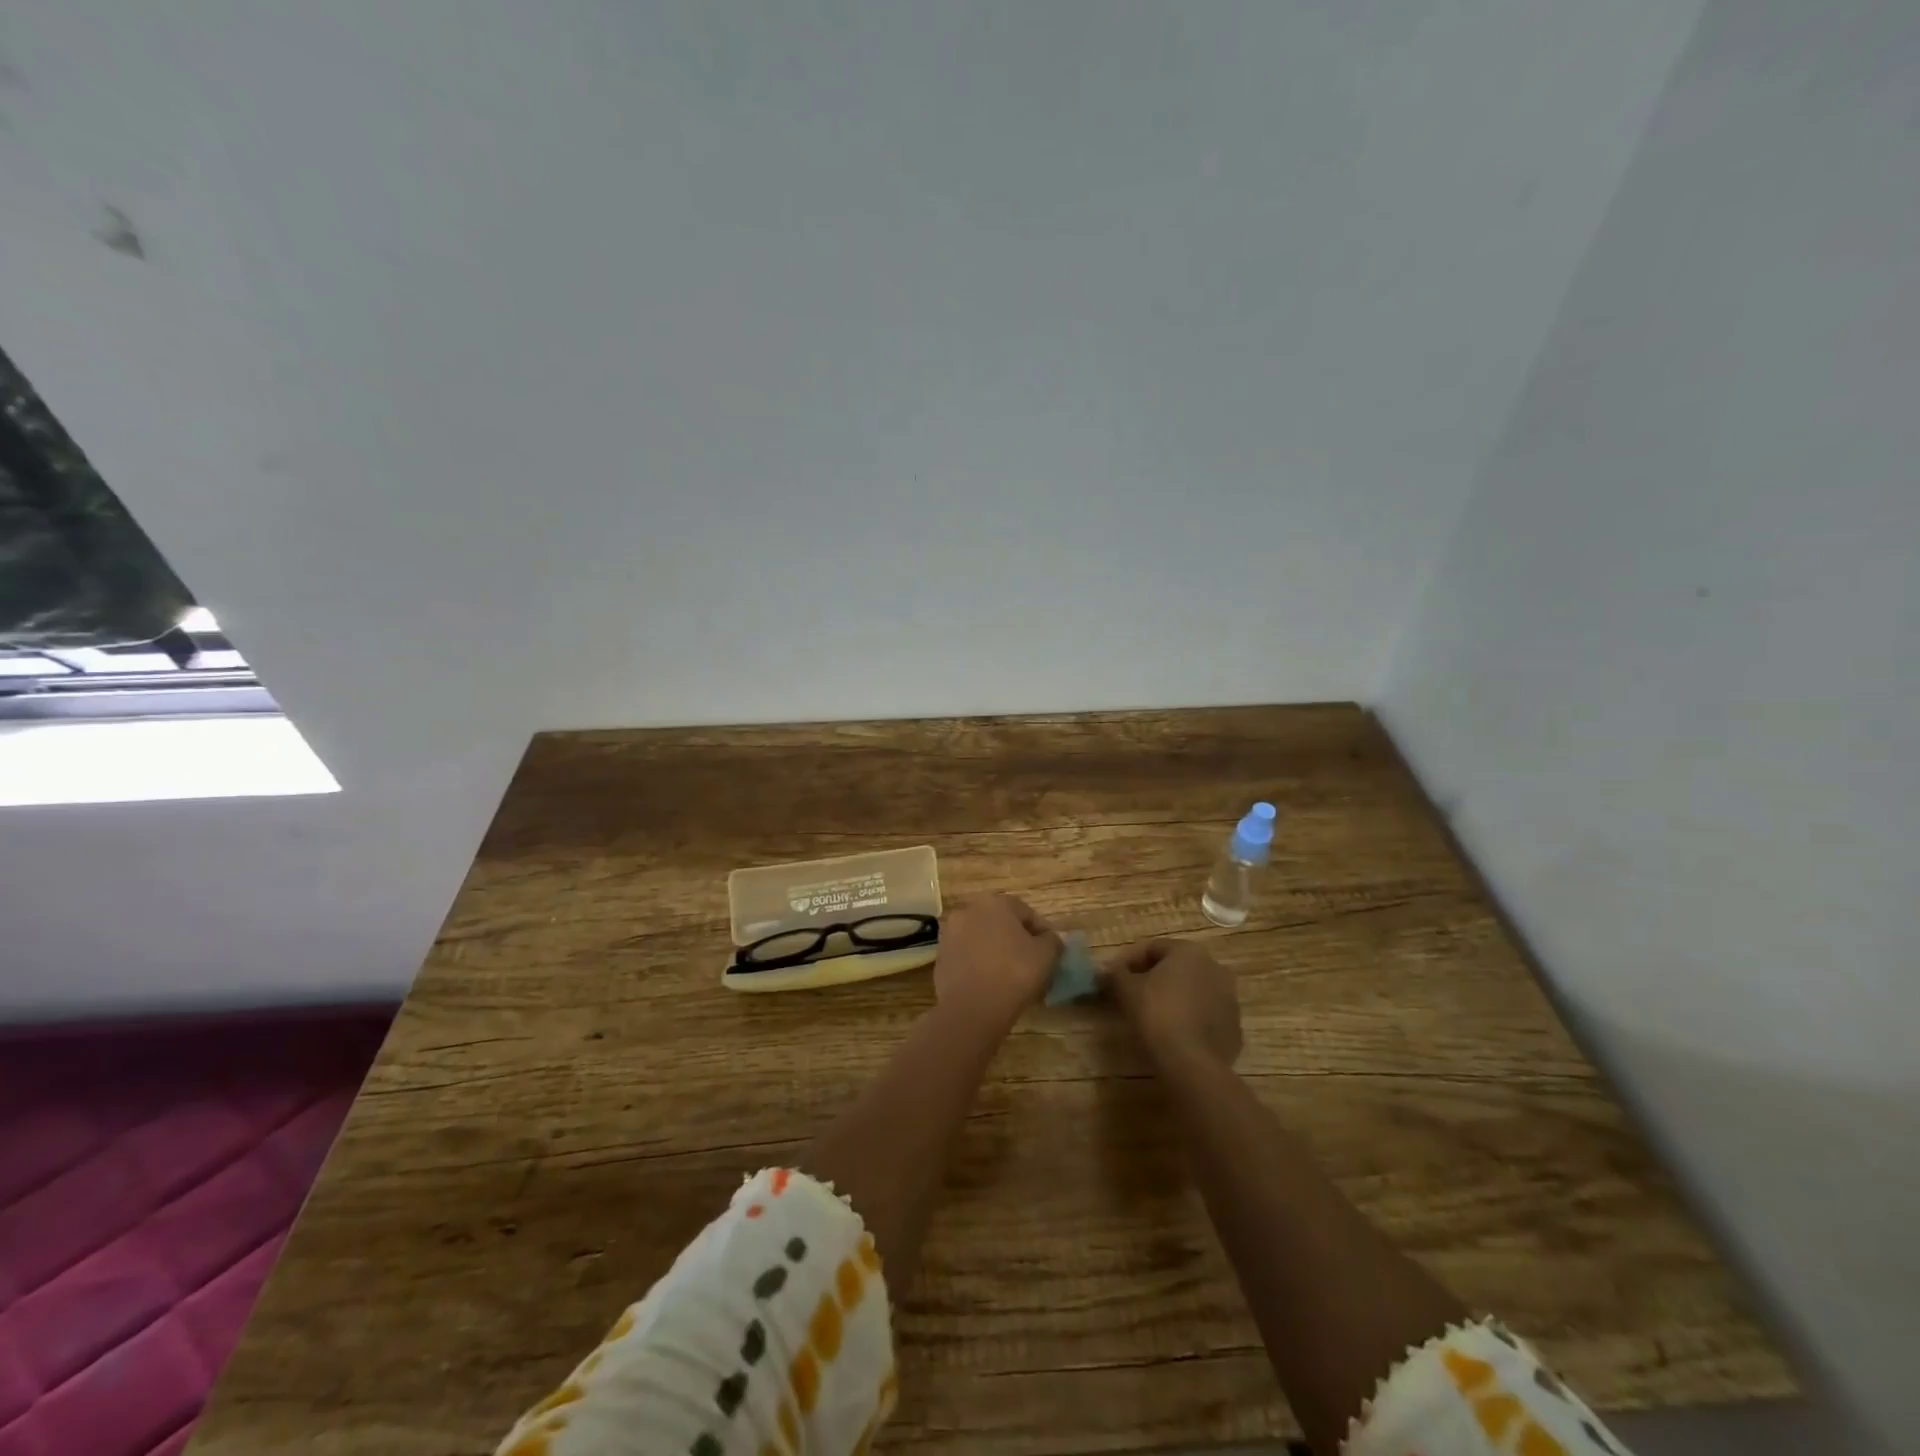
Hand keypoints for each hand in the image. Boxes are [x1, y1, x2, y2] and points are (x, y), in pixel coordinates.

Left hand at [932, 893, 1060, 1034]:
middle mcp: (968, 910)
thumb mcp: (1047, 955)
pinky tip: (990, 983)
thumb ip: (1052, 940)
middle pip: (1000, 923)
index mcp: (994, 902)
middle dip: (1015, 939)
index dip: (1041, 932)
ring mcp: (949, 933)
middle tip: (1031, 962)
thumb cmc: (1014, 973)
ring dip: (995, 950)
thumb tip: (1049, 939)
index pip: (1026, 913)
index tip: (1051, 952)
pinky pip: (967, 956)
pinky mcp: (940, 957)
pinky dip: (978, 964)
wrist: (972, 1008)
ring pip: (981, 939)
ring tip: (1010, 975)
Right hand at [1102, 938, 1242, 1069]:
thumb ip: (1116, 974)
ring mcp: (1230, 1000)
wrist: (1192, 1063)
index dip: (1130, 960)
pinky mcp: (1234, 1028)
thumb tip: (1109, 971)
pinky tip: (1174, 1034)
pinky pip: (1206, 1016)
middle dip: (1154, 978)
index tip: (1115, 977)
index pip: (1153, 948)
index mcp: (1189, 952)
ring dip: (1175, 998)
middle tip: (1133, 995)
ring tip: (1153, 1016)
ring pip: (1194, 992)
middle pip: (1177, 968)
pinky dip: (1190, 1020)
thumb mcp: (1126, 989)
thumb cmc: (1156, 1014)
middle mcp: (1215, 968)